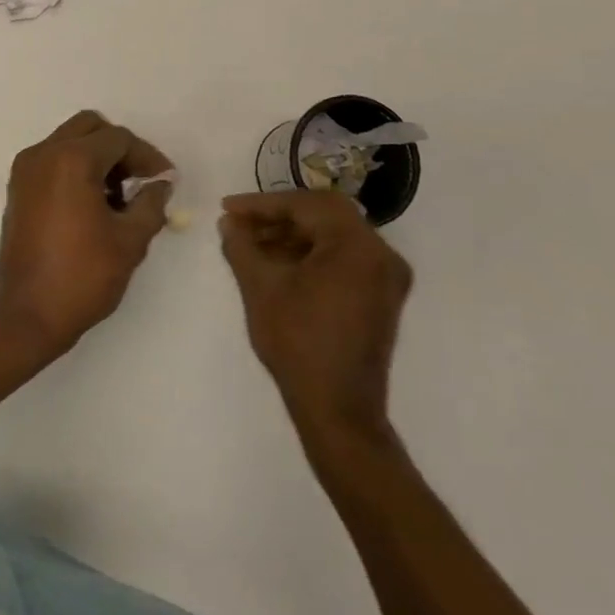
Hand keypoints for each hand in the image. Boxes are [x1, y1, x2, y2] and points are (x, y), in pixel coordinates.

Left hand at [0, 110, 174, 359]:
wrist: (26, 315)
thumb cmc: (82, 276)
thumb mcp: (130, 241)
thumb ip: (151, 204)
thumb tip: (159, 184)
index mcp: (71, 159)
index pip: (119, 139)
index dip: (148, 157)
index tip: (165, 181)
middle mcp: (44, 153)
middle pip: (90, 127)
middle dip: (120, 148)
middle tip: (140, 180)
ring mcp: (26, 170)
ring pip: (69, 141)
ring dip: (97, 157)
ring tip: (119, 198)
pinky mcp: (18, 189)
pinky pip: (52, 160)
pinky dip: (75, 168)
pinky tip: (93, 204)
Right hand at [219, 191, 412, 442]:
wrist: (338, 411)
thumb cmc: (298, 343)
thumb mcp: (260, 288)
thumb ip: (241, 246)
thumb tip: (228, 223)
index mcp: (357, 245)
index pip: (306, 205)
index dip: (262, 204)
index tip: (228, 209)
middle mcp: (381, 253)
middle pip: (324, 216)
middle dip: (278, 217)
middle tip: (240, 224)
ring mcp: (386, 277)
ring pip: (334, 236)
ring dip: (293, 236)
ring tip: (253, 245)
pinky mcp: (382, 297)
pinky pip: (344, 258)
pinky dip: (312, 255)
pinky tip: (279, 265)